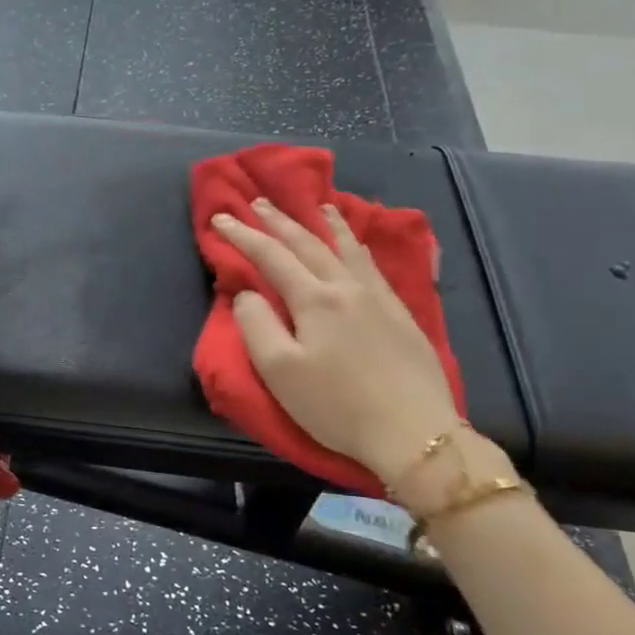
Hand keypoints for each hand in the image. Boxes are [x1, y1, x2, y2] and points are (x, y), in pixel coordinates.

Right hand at [212, 198, 461, 484]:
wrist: (414, 432)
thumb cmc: (336, 405)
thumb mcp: (280, 371)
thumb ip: (256, 325)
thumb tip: (247, 293)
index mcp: (314, 299)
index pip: (271, 256)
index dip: (242, 235)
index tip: (220, 218)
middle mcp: (347, 287)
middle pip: (308, 244)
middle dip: (279, 221)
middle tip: (258, 202)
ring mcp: (379, 297)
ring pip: (347, 248)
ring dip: (326, 223)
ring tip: (317, 205)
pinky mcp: (401, 313)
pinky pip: (372, 264)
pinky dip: (356, 244)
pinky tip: (356, 246)